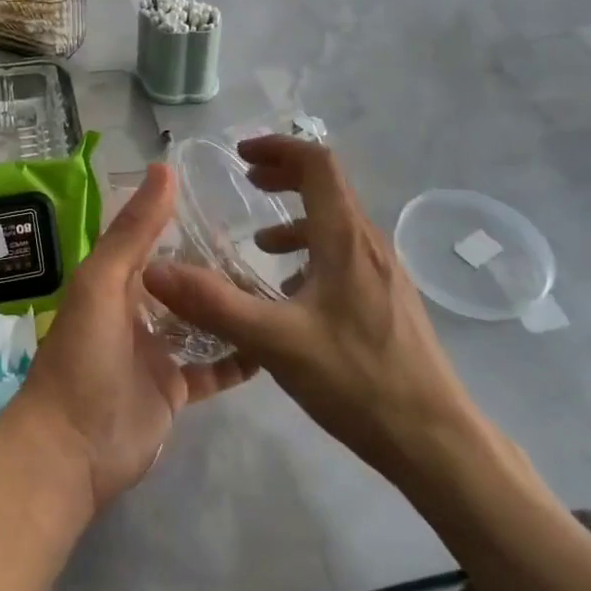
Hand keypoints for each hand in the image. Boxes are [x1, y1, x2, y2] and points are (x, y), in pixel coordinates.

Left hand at [2, 163, 255, 516]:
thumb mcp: (103, 281)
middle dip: (215, 263)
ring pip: (201, 320)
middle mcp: (137, 308)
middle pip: (182, 279)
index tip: (230, 197)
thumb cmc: (83, 354)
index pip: (153, 238)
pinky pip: (213, 366)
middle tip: (268, 243)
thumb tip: (165, 168)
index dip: (184, 217)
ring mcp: (157, 350)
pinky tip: (272, 340)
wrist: (72, 449)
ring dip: (230, 306)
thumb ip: (135, 230)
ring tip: (278, 283)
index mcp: (115, 279)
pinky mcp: (175, 388)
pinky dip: (238, 356)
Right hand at [143, 136, 478, 481]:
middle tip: (247, 183)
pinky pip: (346, 256)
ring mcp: (385, 273)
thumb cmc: (358, 381)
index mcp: (346, 238)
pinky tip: (294, 296)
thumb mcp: (275, 342)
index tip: (240, 156)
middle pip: (328, 187)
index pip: (317, 164)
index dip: (279, 148)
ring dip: (297, 220)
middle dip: (284, 177)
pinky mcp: (390, 301)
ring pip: (337, 224)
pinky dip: (313, 254)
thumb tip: (154, 271)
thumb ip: (213, 303)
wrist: (436, 441)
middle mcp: (369, 244)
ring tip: (260, 246)